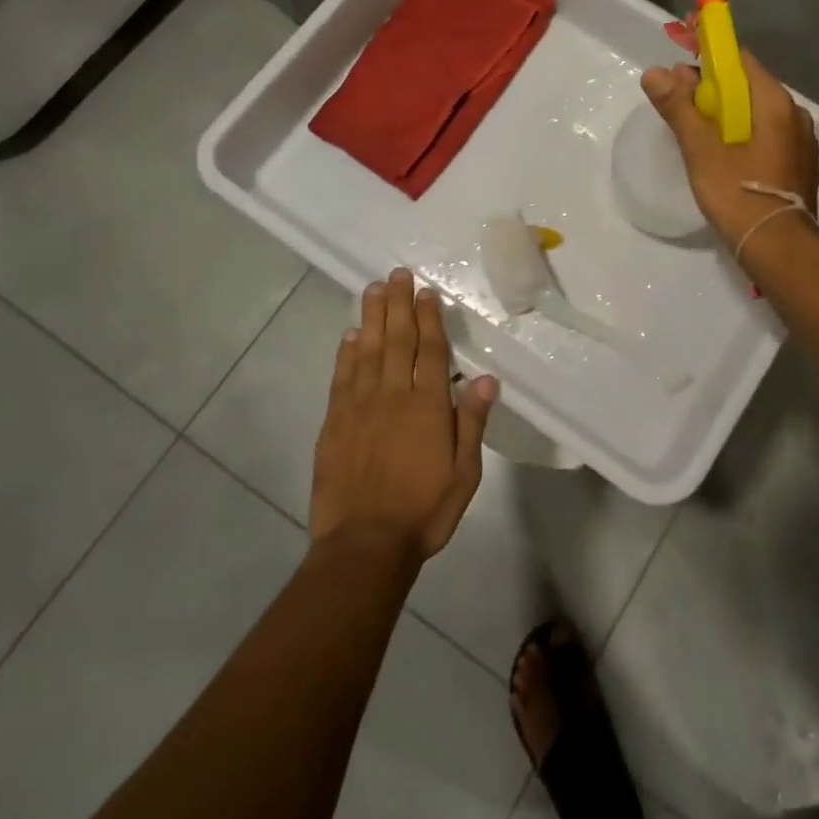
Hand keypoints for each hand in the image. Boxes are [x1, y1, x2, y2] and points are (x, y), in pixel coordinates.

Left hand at [310, 269, 497, 564]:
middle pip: (397, 340)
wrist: (365, 544)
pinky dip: (346, 353)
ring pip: (367, 350)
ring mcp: (359, 406)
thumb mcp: (464, 472)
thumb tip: (484, 377)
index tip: (427, 292)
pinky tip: (350, 334)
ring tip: (374, 288)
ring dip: (372, 317)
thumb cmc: (424, 510)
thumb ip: (471, 421)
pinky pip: (341, 378)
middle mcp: (393, 395)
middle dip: (399, 304)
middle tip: (397, 274)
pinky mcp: (335, 422)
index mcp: (427, 406)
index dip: (429, 318)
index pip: (430, 351)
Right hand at [641, 52, 818, 253]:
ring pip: (757, 113)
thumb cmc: (737, 192)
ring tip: (696, 131)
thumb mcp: (700, 149)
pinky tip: (723, 155)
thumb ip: (678, 107)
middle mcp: (795, 114)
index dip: (708, 58)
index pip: (740, 60)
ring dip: (727, 114)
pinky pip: (767, 136)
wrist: (779, 248)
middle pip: (748, 86)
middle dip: (713, 89)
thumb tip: (655, 72)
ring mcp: (801, 141)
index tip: (680, 68)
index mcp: (774, 102)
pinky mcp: (800, 166)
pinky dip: (743, 135)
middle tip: (678, 104)